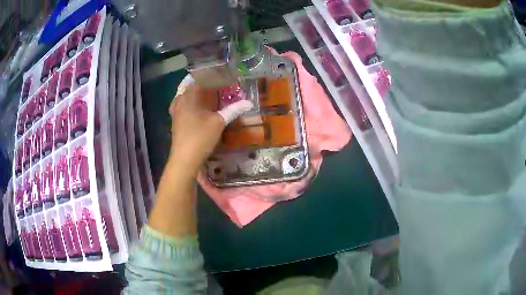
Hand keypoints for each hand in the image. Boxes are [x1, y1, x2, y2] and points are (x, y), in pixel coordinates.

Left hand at [168, 77, 252, 174]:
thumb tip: (249, 103)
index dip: (207, 75)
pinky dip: (186, 102)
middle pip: (187, 85)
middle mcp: (180, 101)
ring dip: (191, 91)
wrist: (184, 159)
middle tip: (211, 82)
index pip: (197, 79)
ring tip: (202, 92)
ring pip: (181, 95)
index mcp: (189, 97)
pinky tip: (194, 107)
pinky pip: (179, 105)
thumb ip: (233, 110)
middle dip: (198, 82)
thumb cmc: (201, 137)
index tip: (216, 73)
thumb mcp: (219, 123)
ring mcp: (175, 111)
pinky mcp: (175, 121)